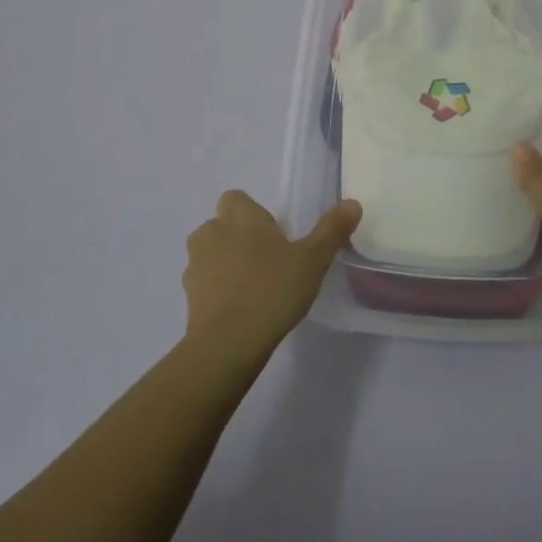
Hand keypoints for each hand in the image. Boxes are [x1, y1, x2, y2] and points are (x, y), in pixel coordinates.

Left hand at [183, 191, 360, 361]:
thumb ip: (331, 230)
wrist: (228, 343)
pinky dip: (219, 292)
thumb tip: (352, 203)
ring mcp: (194, 266)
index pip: (236, 199)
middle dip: (239, 238)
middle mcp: (211, 233)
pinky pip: (205, 285)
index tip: (275, 235)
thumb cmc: (272, 289)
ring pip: (210, 255)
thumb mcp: (313, 260)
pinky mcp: (189, 298)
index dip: (253, 213)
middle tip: (269, 261)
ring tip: (255, 288)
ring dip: (226, 264)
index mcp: (239, 217)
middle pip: (222, 226)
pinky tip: (242, 311)